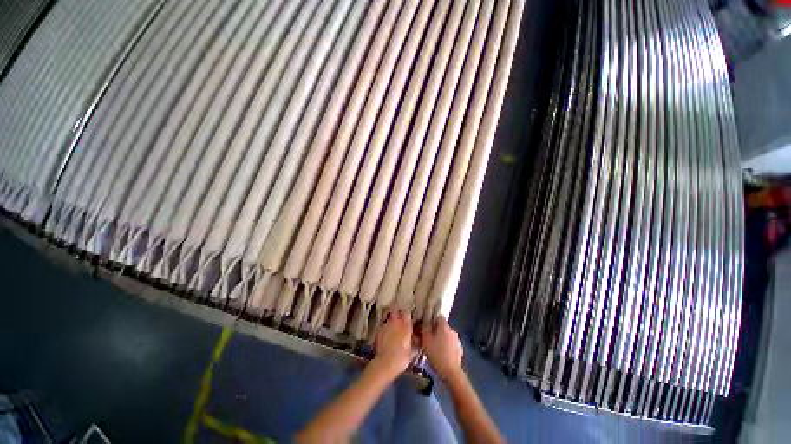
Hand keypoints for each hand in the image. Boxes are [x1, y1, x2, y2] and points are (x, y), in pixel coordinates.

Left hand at [372, 310, 413, 377]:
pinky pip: (383, 326)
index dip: (407, 317)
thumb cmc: (401, 358)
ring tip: (393, 330)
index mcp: (406, 325)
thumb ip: (414, 341)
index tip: (408, 321)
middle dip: (398, 316)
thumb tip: (415, 339)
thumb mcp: (412, 351)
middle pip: (396, 313)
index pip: (407, 314)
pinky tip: (386, 336)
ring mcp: (386, 325)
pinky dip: (385, 329)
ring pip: (389, 319)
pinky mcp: (378, 330)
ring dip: (391, 322)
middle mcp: (396, 322)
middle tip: (400, 323)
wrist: (384, 363)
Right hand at [420, 317, 462, 380]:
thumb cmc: (437, 354)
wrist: (451, 372)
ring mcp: (457, 340)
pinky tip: (441, 355)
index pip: (439, 317)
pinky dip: (446, 347)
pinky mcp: (460, 350)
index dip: (432, 321)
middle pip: (443, 327)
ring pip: (447, 336)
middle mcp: (452, 330)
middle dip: (436, 331)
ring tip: (434, 348)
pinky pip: (451, 344)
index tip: (427, 327)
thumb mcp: (426, 340)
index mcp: (444, 326)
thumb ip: (425, 329)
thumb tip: (425, 323)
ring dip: (441, 339)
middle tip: (429, 339)